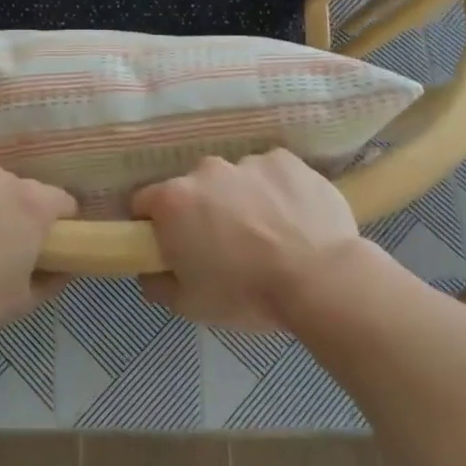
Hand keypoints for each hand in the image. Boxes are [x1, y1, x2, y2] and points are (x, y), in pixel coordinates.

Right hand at [131, 150, 359, 330]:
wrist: (321, 280)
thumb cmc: (246, 294)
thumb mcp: (190, 305)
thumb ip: (158, 284)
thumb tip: (150, 271)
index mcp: (173, 201)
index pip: (144, 202)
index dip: (153, 224)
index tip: (171, 245)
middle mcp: (205, 171)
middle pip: (193, 188)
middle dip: (202, 211)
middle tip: (224, 245)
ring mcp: (248, 161)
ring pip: (234, 179)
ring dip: (241, 200)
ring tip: (268, 234)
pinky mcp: (285, 160)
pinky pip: (271, 172)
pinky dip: (275, 190)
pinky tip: (293, 218)